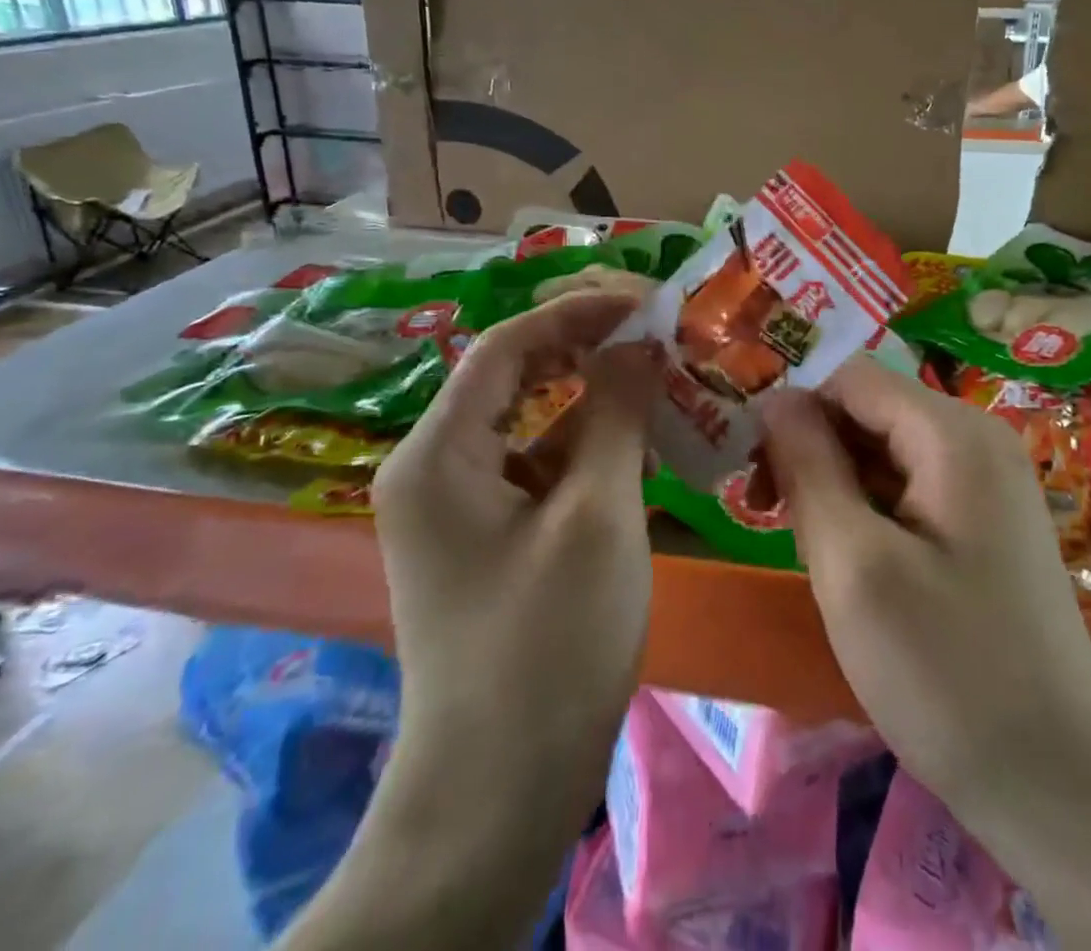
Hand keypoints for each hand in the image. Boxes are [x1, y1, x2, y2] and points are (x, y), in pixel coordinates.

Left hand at [360, 293, 653, 929]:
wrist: (500, 792)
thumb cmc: (549, 644)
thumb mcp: (598, 513)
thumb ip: (617, 412)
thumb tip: (639, 339)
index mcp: (439, 452)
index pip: (506, 345)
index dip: (576, 311)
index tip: (643, 298)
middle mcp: (435, 466)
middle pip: (512, 376)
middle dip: (583, 346)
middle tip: (653, 328)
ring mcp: (458, 504)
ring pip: (529, 421)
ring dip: (590, 395)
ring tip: (656, 372)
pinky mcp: (487, 536)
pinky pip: (536, 464)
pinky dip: (584, 443)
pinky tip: (637, 438)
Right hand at [758, 361, 1090, 822]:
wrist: (1061, 791)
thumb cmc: (946, 673)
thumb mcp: (853, 564)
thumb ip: (808, 465)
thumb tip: (775, 397)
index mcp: (953, 434)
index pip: (850, 379)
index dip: (795, 413)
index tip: (756, 475)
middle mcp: (979, 440)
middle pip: (870, 412)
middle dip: (815, 451)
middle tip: (772, 518)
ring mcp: (991, 483)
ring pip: (887, 451)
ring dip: (839, 485)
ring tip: (813, 551)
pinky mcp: (990, 523)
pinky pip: (913, 488)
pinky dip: (872, 510)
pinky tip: (858, 565)